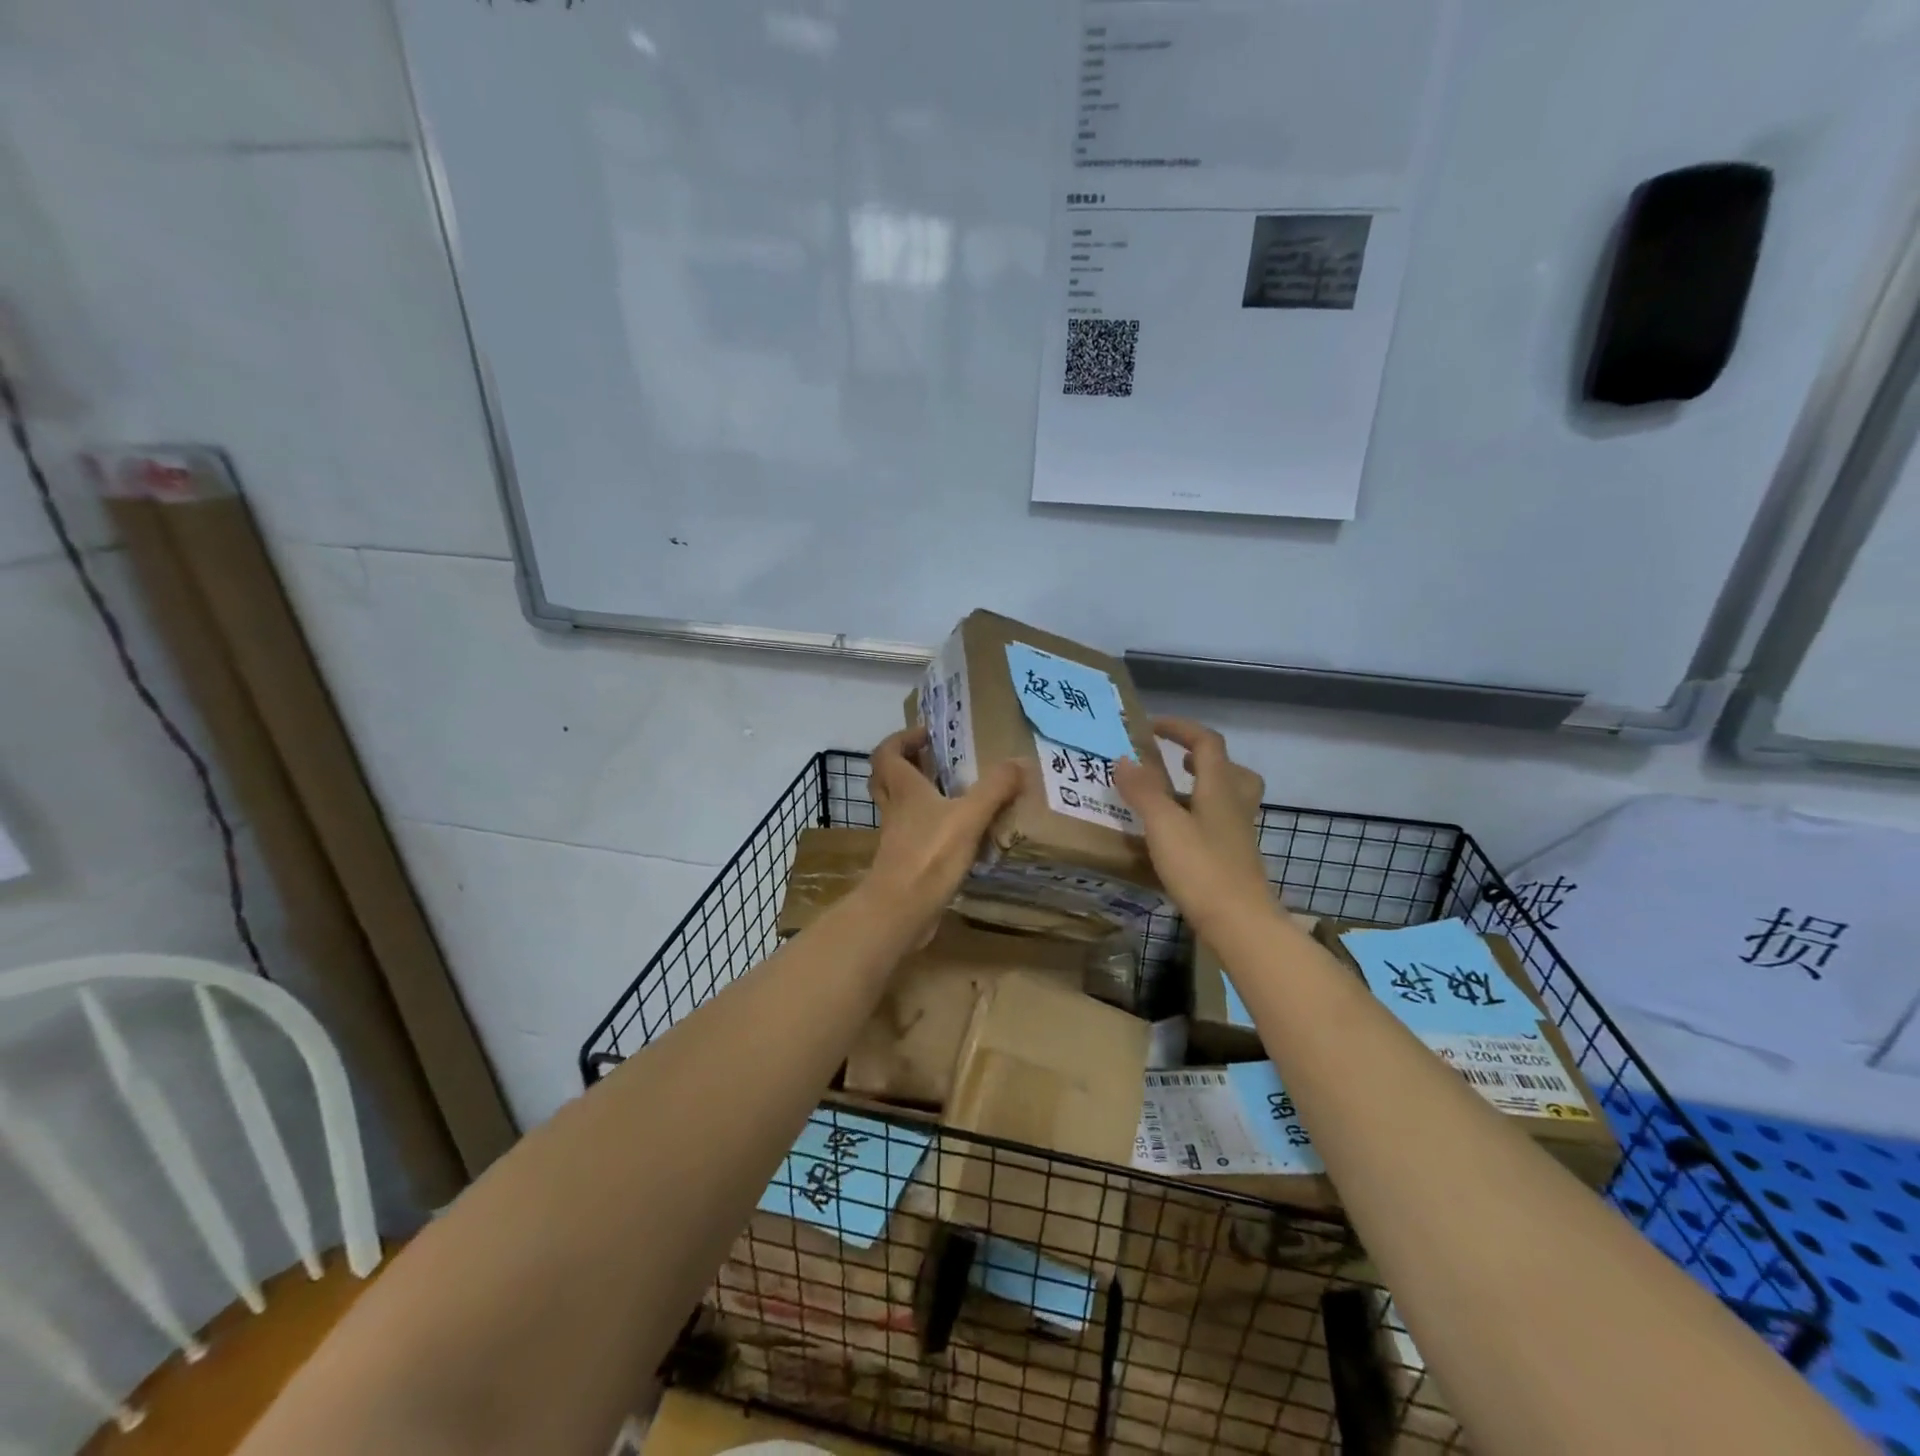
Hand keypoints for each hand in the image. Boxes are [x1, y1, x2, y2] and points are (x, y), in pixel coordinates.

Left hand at [863, 726, 1022, 938]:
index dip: (902, 739)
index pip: (887, 753)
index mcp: (904, 790)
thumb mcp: (970, 816)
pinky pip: (913, 835)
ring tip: (953, 795)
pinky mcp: (904, 862)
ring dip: (919, 797)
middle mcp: (894, 809)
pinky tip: (958, 835)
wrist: (901, 910)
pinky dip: (930, 828)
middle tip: (934, 761)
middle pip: (886, 778)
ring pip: (899, 807)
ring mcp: (896, 838)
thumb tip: (1020, 762)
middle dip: (907, 765)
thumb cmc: (930, 855)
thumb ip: (995, 788)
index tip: (927, 735)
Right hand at [1113, 718, 1270, 935]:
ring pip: (1227, 800)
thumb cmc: (1202, 868)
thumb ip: (1143, 790)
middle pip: (1231, 770)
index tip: (1151, 727)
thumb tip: (1124, 759)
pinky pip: (1217, 827)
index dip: (1181, 728)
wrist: (1240, 924)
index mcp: (1219, 789)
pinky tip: (1175, 838)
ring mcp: (1237, 836)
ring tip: (1169, 799)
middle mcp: (1234, 807)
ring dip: (1201, 790)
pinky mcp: (1233, 862)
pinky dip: (1198, 821)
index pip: (1207, 742)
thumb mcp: (1164, 825)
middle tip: (1178, 762)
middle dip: (1204, 760)